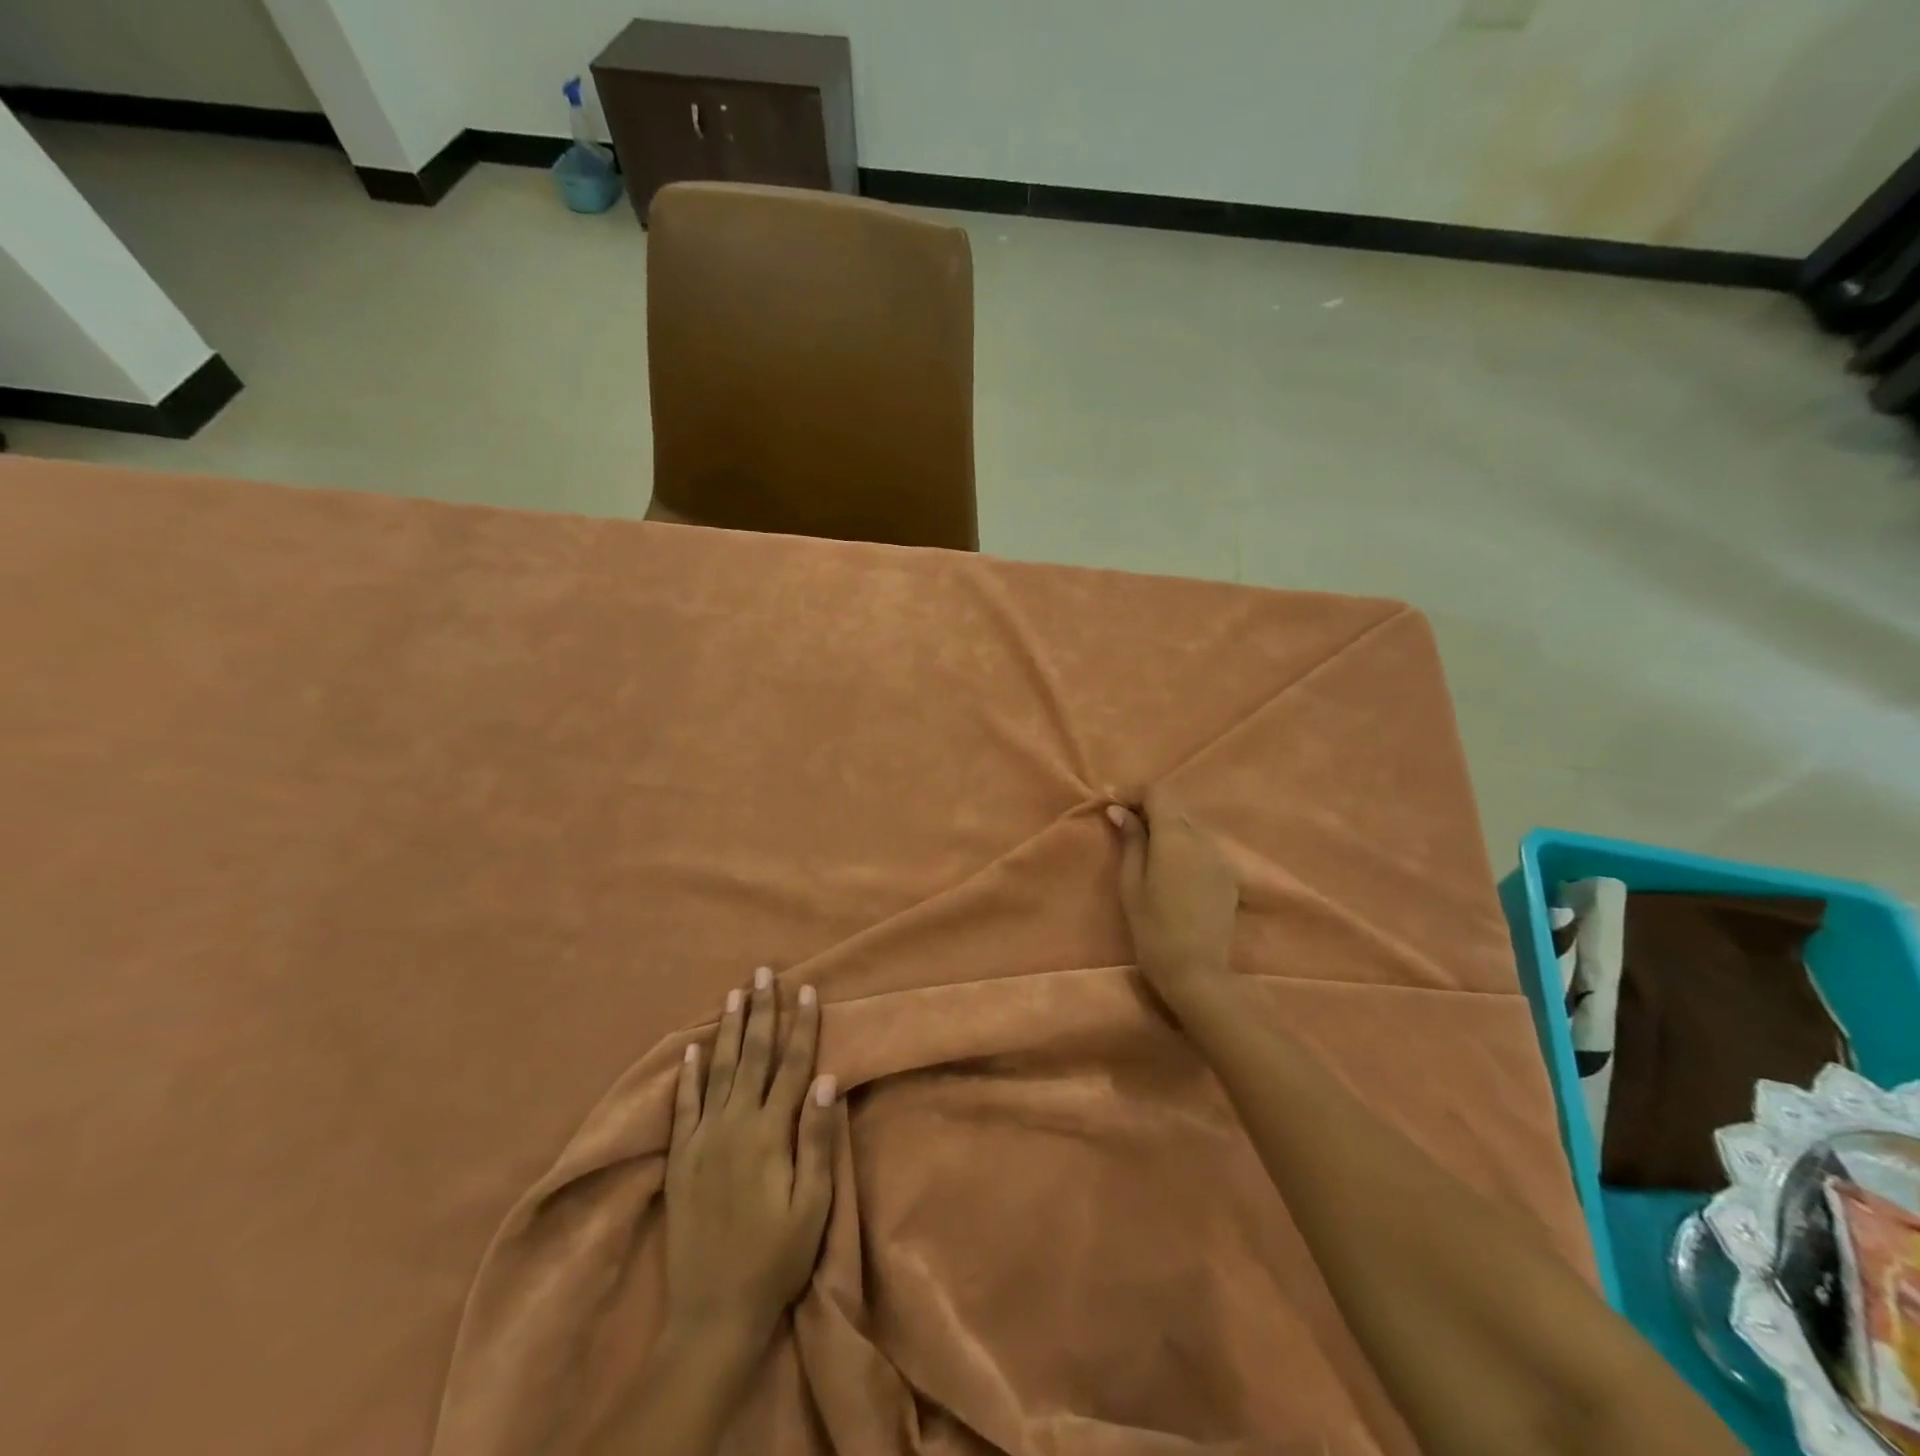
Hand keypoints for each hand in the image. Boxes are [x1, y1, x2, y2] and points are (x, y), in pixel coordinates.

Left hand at [664, 967, 836, 1350]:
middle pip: (753, 1056)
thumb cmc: (775, 1258)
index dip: (802, 1026)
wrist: (712, 1312)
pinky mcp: (680, 1158)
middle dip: (762, 1011)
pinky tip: (690, 1047)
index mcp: (770, 1133)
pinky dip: (686, 1073)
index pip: (792, 1066)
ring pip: (718, 1069)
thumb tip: (828, 1080)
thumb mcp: (812, 1205)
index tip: (807, 989)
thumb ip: (818, 1140)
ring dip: (728, 1028)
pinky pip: (683, 1104)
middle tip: (764, 971)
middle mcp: (734, 1125)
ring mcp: (703, 1139)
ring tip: (735, 993)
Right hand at [1107, 786, 1240, 1005]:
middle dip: (1148, 809)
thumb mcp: (1131, 883)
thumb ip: (1130, 841)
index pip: (1158, 793)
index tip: (1111, 802)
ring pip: (1190, 828)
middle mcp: (1203, 839)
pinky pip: (1202, 849)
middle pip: (1175, 809)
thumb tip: (1119, 810)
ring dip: (1166, 828)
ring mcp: (1221, 858)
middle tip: (1122, 822)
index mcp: (1176, 837)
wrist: (1196, 971)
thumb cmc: (1153, 928)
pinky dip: (1182, 847)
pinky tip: (1168, 868)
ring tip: (1143, 846)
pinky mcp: (1228, 877)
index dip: (1134, 792)